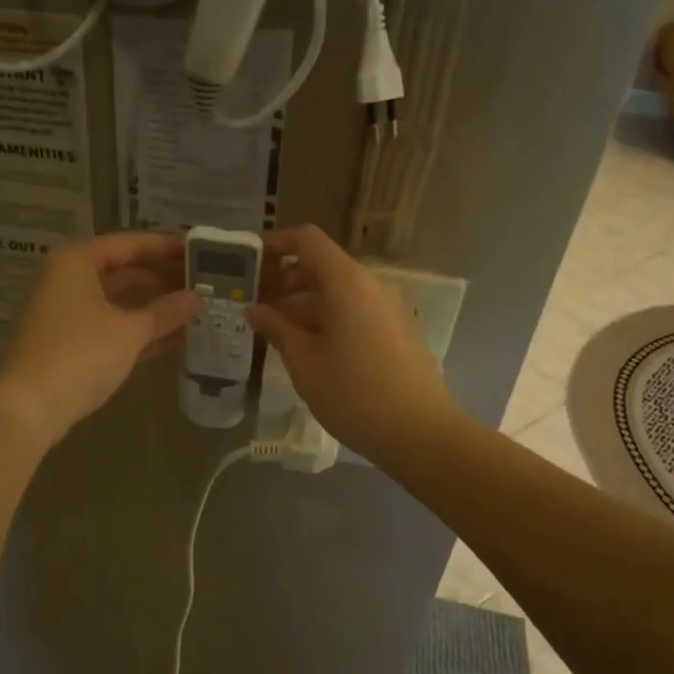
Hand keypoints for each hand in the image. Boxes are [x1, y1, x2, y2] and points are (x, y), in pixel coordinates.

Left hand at [0, 231, 200, 446]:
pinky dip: (138, 330)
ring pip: (118, 302)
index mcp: (77, 262)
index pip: (129, 244)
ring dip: (154, 307)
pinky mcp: (69, 343)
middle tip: (204, 282)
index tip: (198, 249)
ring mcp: (67, 313)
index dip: (165, 246)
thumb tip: (198, 298)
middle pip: (123, 271)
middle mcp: (68, 280)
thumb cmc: (81, 354)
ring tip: (196, 309)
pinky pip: (111, 327)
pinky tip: (175, 337)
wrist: (30, 408)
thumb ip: (167, 311)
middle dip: (162, 279)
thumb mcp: (130, 331)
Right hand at [247, 225, 456, 468]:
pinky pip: (355, 310)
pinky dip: (327, 319)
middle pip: (322, 266)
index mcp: (347, 283)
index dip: (277, 245)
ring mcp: (388, 307)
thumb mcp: (305, 364)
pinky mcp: (397, 329)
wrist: (421, 433)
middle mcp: (371, 285)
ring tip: (276, 334)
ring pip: (338, 292)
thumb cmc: (354, 395)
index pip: (308, 240)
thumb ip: (277, 329)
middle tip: (256, 308)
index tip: (251, 266)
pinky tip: (309, 350)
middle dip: (286, 281)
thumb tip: (255, 309)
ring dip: (304, 305)